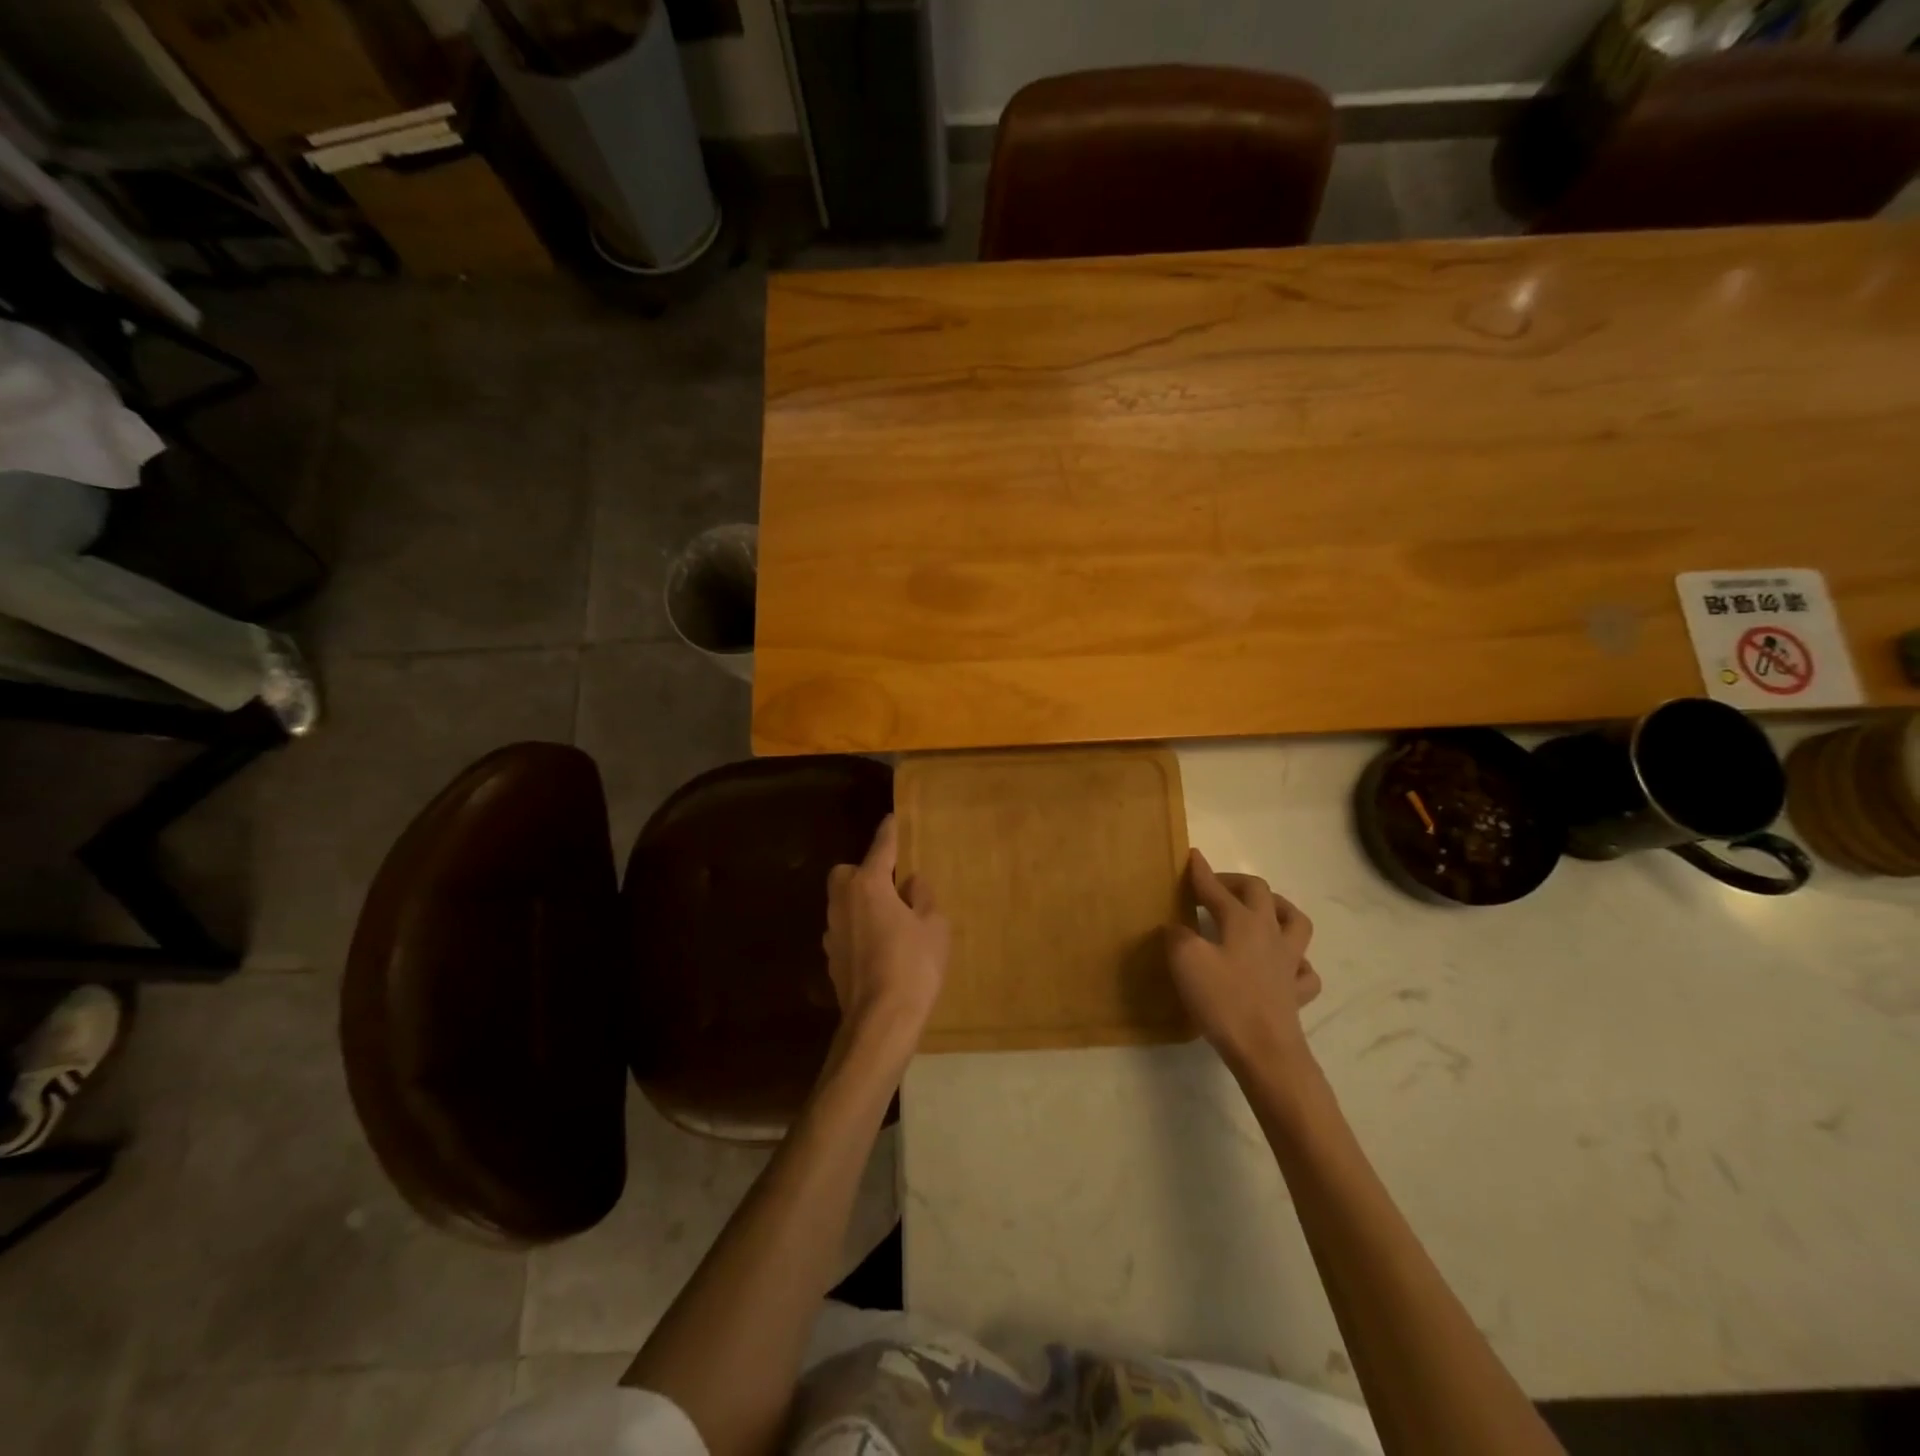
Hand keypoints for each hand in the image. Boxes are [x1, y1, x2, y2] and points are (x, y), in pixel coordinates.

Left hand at [824, 816, 949, 1072]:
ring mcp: (832, 932)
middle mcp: (843, 902)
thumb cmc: (913, 966)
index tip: (893, 819)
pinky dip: (858, 930)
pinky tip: (877, 946)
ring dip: (860, 903)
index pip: (881, 848)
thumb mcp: (934, 927)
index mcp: (869, 885)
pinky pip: (844, 931)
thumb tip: (912, 884)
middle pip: (847, 873)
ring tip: (888, 917)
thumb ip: (923, 899)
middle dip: (864, 872)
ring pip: (843, 903)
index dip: (889, 833)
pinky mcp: (830, 959)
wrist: (880, 1022)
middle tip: (891, 884)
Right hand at [1168, 848, 1321, 1075]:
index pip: (1217, 888)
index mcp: (1242, 921)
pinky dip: (1295, 961)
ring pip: (1295, 922)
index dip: (1201, 872)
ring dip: (1278, 909)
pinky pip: (1304, 970)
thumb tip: (1177, 928)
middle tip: (1217, 887)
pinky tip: (1283, 966)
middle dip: (1237, 883)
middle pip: (1260, 893)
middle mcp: (1270, 933)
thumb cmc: (1224, 1001)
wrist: (1265, 1051)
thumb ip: (1177, 936)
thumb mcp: (1186, 961)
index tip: (1191, 855)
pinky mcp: (1296, 992)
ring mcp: (1289, 963)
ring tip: (1262, 911)